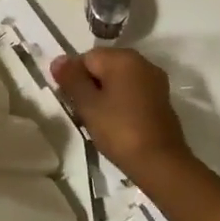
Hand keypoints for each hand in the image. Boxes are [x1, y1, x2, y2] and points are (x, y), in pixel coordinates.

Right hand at [50, 48, 193, 182]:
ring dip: (104, 95)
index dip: (73, 77)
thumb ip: (71, 79)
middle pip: (104, 66)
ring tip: (97, 120)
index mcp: (123, 58)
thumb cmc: (119, 130)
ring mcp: (155, 81)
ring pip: (118, 80)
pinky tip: (116, 123)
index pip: (86, 57)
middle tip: (82, 112)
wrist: (160, 162)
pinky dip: (121, 102)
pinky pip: (133, 92)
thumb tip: (58, 59)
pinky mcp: (161, 99)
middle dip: (89, 86)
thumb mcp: (88, 105)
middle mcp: (142, 62)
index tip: (71, 101)